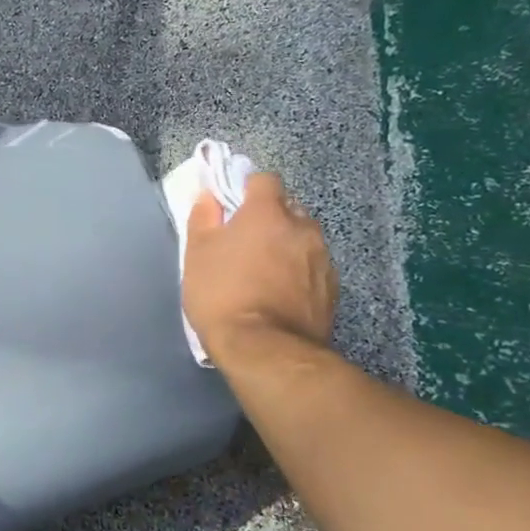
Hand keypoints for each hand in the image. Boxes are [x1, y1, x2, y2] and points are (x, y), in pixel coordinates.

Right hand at [183, 174, 337, 362]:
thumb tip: (209, 196)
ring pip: (303, 238)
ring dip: (287, 245)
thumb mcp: (197, 255)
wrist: (266, 350)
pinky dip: (299, 272)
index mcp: (267, 213)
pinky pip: (313, 267)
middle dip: (270, 219)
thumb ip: (203, 219)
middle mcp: (302, 227)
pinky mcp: (333, 288)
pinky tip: (281, 294)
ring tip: (265, 272)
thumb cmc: (222, 295)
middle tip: (246, 243)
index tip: (232, 209)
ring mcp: (322, 258)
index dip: (247, 190)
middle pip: (288, 208)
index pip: (264, 180)